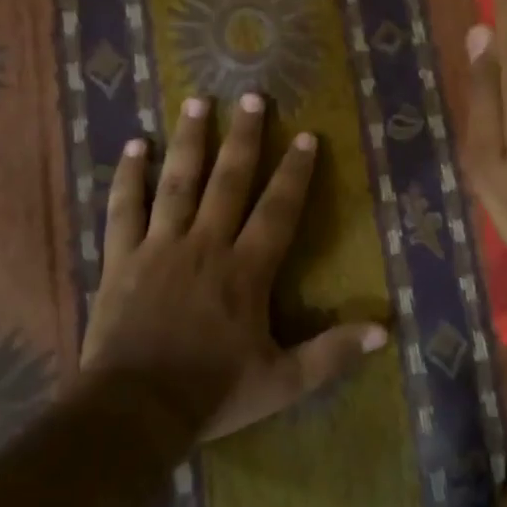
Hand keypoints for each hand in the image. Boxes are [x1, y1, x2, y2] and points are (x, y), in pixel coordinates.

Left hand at [81, 93, 386, 441]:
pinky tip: (135, 145)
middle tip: (252, 96)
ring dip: (190, 141)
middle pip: (228, 180)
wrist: (135, 411)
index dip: (294, 173)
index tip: (305, 136)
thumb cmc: (212, 393)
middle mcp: (206, 245)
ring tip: (197, 102)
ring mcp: (159, 247)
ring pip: (177, 182)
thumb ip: (331, 353)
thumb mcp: (282, 381)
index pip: (277, 210)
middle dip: (244, 137)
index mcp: (245, 270)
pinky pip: (124, 209)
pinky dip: (128, 176)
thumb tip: (385, 330)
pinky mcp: (121, 258)